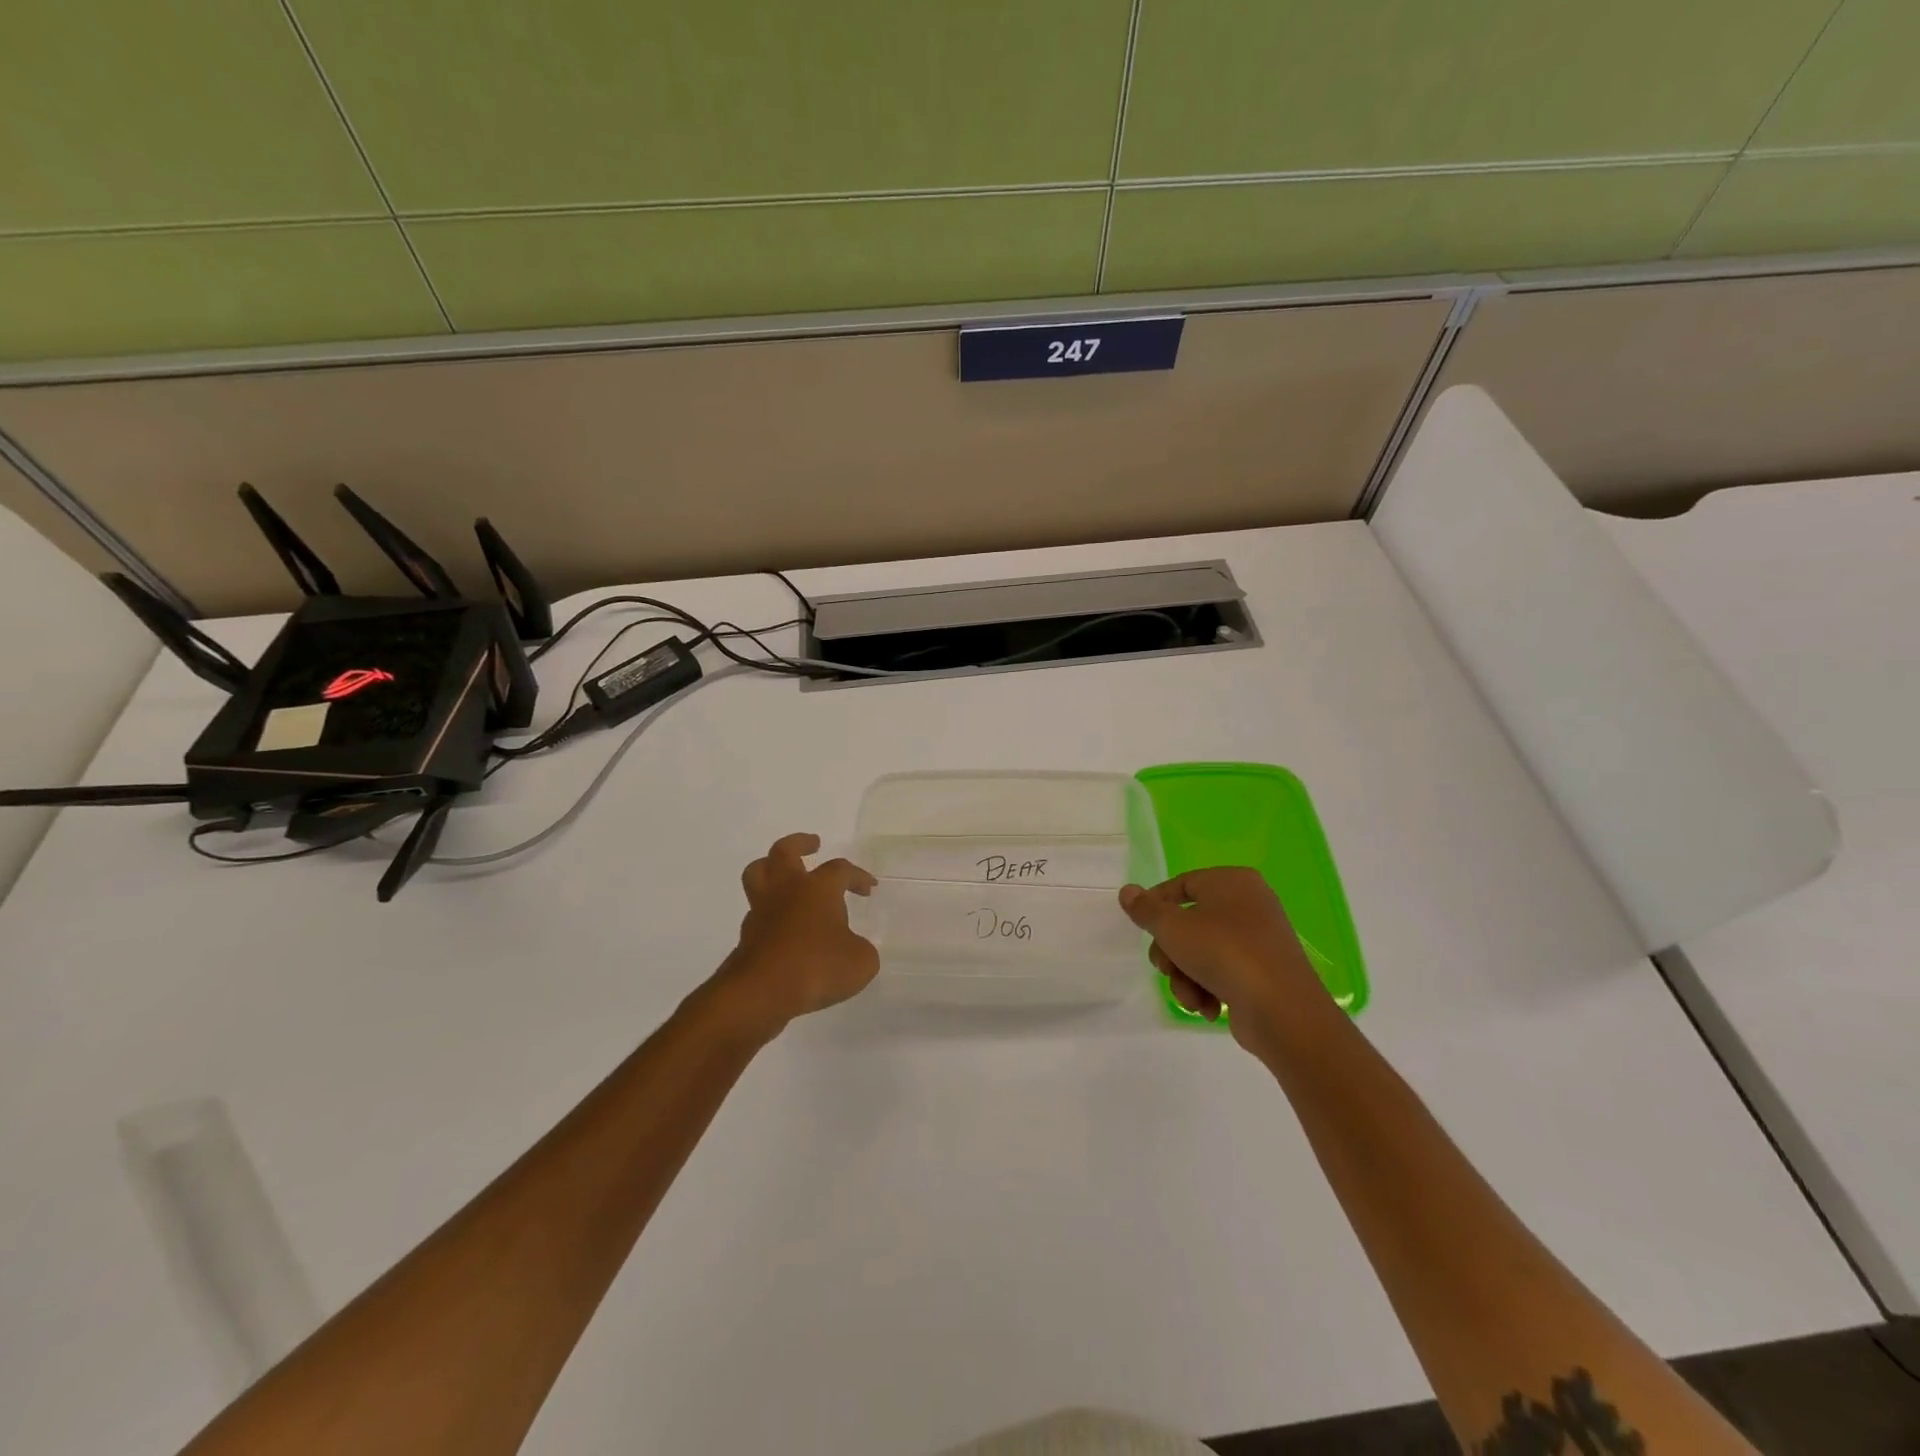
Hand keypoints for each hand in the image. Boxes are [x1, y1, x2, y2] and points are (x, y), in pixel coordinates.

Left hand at [711, 833, 878, 1037]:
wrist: (760, 993)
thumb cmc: (816, 967)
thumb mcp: (860, 962)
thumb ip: (861, 949)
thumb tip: (853, 948)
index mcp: (818, 888)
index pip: (841, 869)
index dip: (858, 876)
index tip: (869, 888)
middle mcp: (786, 890)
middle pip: (784, 851)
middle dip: (800, 843)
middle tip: (814, 844)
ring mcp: (761, 912)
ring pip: (758, 875)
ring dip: (771, 869)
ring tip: (786, 876)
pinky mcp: (747, 936)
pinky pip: (757, 912)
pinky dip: (770, 912)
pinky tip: (784, 927)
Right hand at [1119, 868, 1326, 1054]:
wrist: (1282, 1010)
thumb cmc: (1223, 953)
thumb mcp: (1173, 928)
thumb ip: (1146, 909)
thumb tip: (1127, 891)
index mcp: (1232, 882)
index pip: (1182, 885)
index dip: (1157, 906)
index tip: (1142, 929)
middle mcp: (1250, 904)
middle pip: (1190, 922)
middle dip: (1171, 951)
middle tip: (1165, 968)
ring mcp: (1259, 940)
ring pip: (1203, 952)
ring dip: (1186, 976)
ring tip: (1191, 997)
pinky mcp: (1264, 973)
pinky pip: (1224, 973)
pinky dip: (1209, 989)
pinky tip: (1208, 1007)